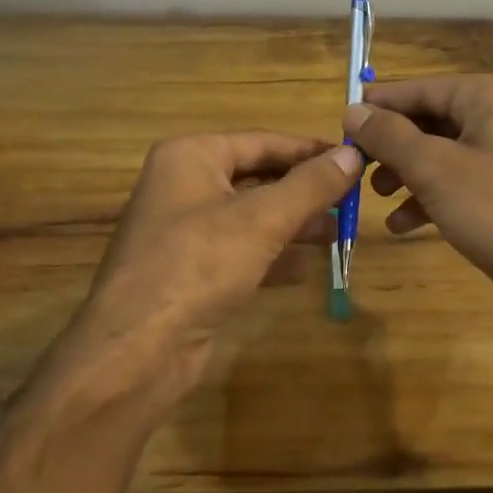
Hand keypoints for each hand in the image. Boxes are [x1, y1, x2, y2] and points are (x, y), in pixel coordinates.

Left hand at [68, 132, 359, 404]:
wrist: (138, 351)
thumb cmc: (199, 264)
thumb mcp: (263, 218)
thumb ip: (311, 185)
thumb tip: (354, 155)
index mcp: (191, 157)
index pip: (263, 141)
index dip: (310, 150)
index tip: (353, 159)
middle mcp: (184, 186)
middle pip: (257, 177)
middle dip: (304, 190)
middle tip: (350, 199)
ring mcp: (184, 231)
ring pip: (251, 216)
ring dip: (293, 223)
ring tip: (337, 231)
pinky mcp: (190, 271)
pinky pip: (240, 251)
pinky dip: (272, 256)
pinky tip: (305, 269)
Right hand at [344, 75, 492, 340]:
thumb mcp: (434, 168)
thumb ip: (389, 136)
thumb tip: (353, 110)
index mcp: (490, 97)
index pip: (423, 88)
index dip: (380, 104)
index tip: (341, 120)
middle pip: (431, 120)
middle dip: (392, 144)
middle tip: (356, 165)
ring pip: (442, 153)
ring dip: (406, 172)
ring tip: (376, 194)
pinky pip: (458, 182)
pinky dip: (429, 197)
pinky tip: (402, 224)